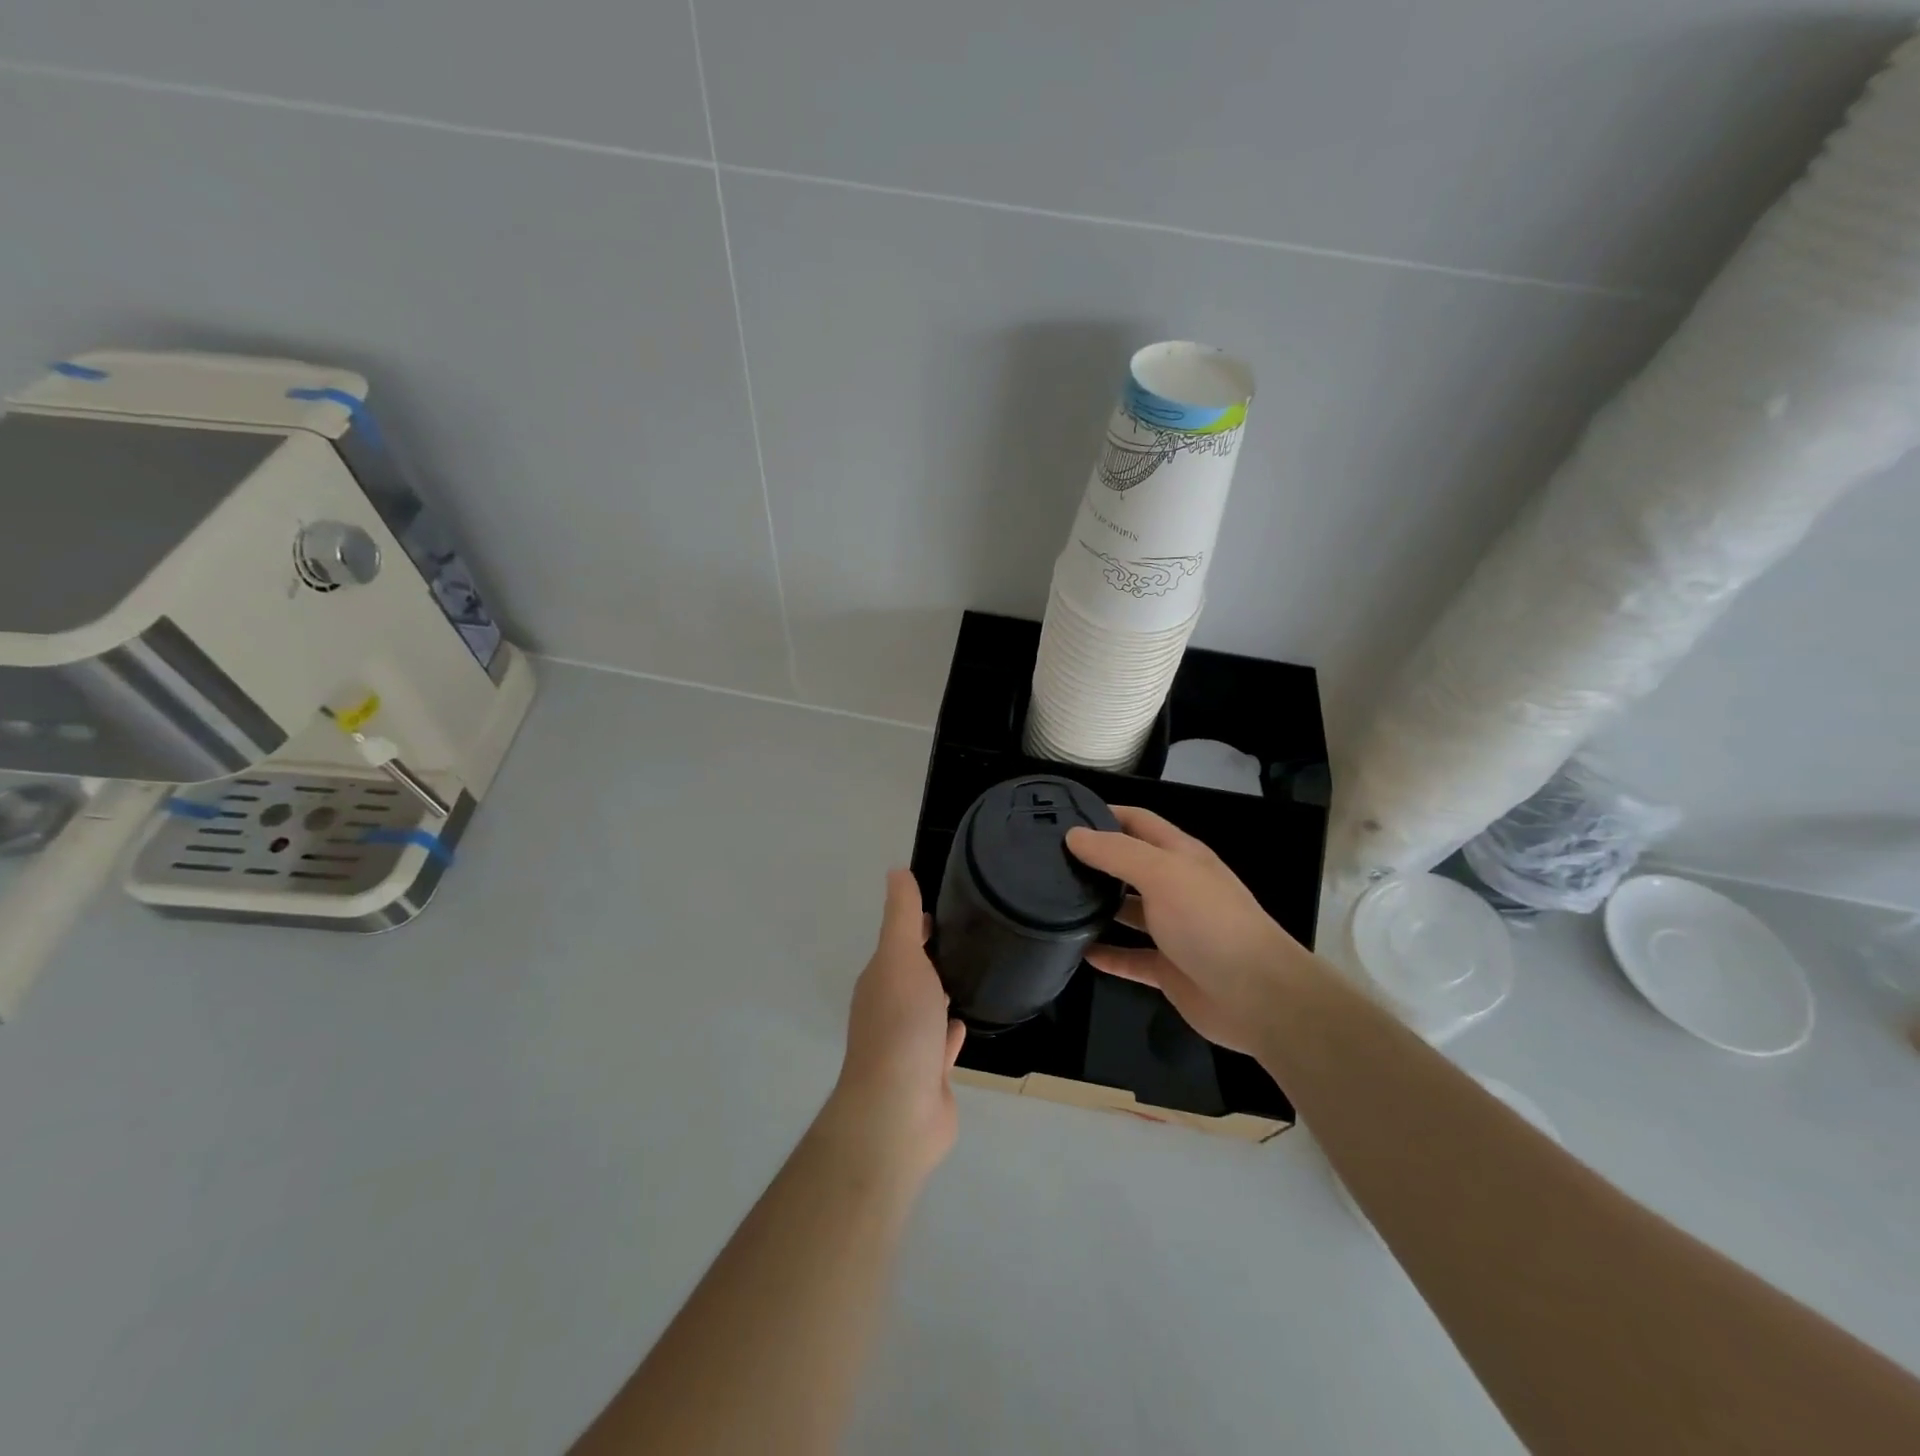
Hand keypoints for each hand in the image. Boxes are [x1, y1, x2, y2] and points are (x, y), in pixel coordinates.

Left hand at [823, 870, 965, 1180]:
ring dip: (941, 994)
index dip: (919, 925)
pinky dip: (951, 1033)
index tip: (947, 908)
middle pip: (913, 975)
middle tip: (971, 937)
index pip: (901, 942)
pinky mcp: (929, 1075)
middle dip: (933, 957)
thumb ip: (902, 916)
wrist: (899, 1109)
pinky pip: (942, 1045)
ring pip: (927, 1010)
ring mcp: (908, 1045)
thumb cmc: (900, 1024)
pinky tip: (965, 1023)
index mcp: (880, 980)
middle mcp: (890, 1009)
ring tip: (973, 974)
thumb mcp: (901, 957)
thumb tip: (896, 870)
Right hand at [1066, 807, 1300, 1054]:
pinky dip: (1107, 954)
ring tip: (1054, 902)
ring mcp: (1173, 930)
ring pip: (1128, 912)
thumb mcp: (1162, 873)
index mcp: (1180, 855)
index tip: (1063, 815)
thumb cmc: (1209, 921)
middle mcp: (1176, 887)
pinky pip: (1130, 958)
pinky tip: (1077, 951)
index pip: (1138, 822)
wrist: (1256, 995)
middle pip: (1130, 866)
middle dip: (1095, 860)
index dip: (1104, 814)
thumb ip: (1117, 852)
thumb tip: (1073, 835)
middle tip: (1048, 860)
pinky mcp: (1168, 969)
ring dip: (1097, 906)